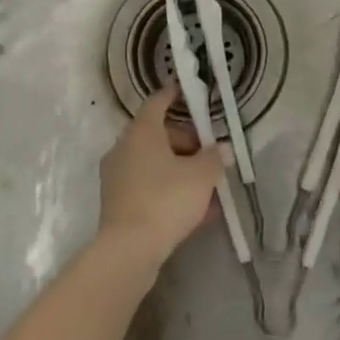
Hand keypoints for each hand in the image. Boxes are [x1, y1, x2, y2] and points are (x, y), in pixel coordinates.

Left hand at [98, 86, 226, 266]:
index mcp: (141, 132)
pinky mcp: (117, 202)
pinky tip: (194, 210)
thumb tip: (222, 149)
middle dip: (186, 142)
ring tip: (208, 188)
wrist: (129, 249)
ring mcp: (117, 176)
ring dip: (179, 169)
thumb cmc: (166, 199)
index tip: (186, 90)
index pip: (157, 102)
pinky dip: (168, 190)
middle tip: (209, 156)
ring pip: (153, 163)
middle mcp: (123, 148)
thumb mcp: (201, 176)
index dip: (173, 94)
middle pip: (157, 135)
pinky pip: (148, 186)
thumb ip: (214, 158)